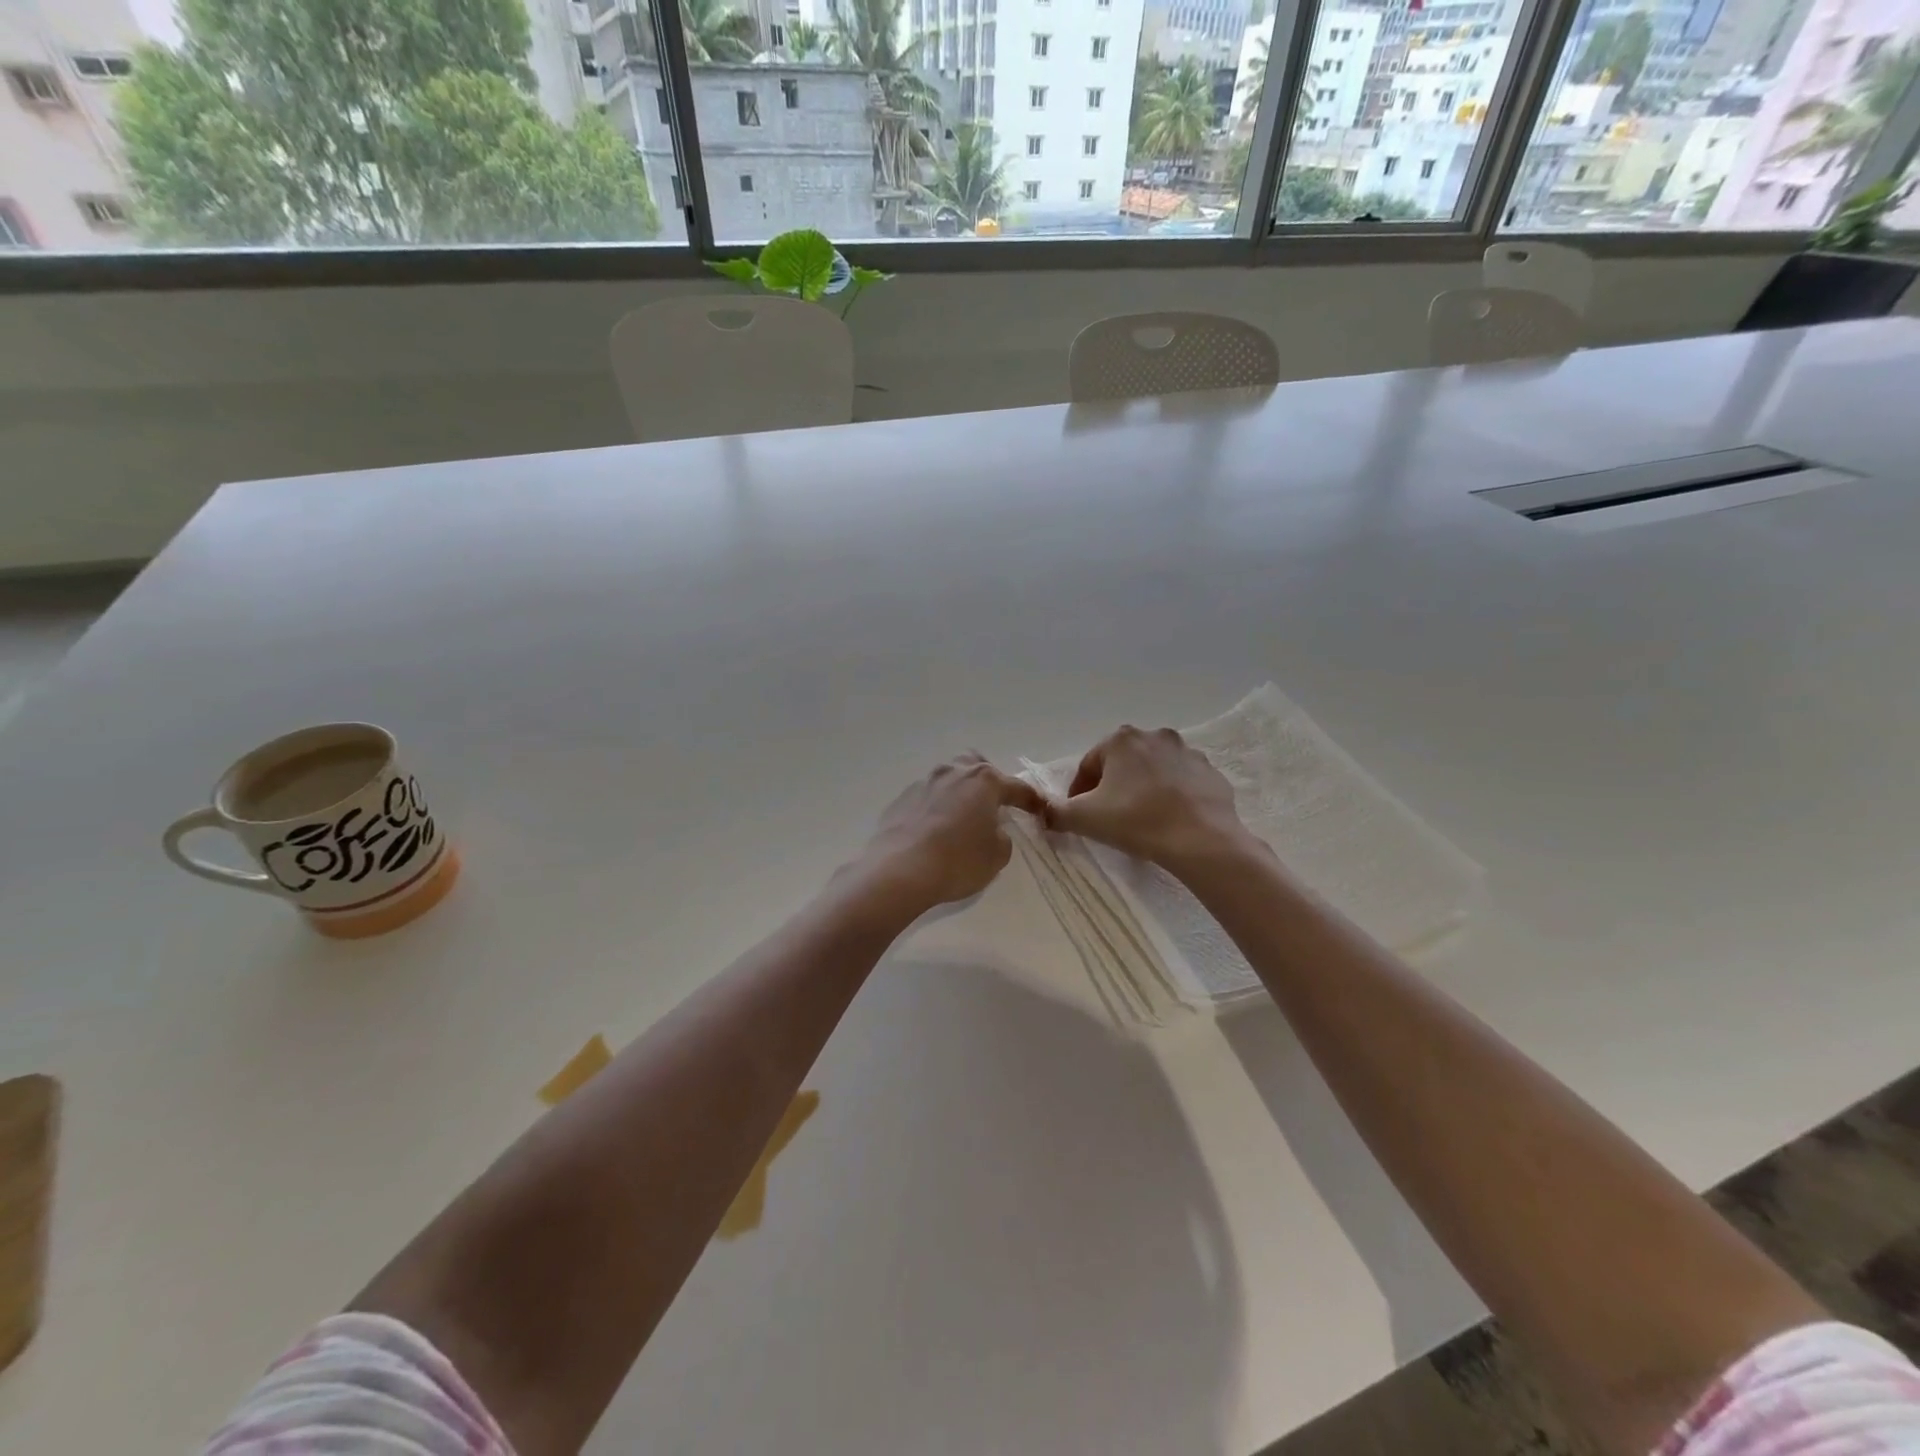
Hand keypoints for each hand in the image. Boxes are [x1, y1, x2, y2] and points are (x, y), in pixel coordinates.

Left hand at [855, 754, 1044, 914]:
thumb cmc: (958, 860)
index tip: (1039, 809)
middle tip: (992, 805)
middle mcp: (953, 773)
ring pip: (948, 779)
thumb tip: (992, 831)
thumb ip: (1002, 838)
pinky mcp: (901, 800)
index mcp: (983, 781)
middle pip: (975, 765)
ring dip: (958, 794)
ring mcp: (923, 783)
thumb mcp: (996, 856)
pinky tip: (934, 832)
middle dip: (987, 781)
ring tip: (961, 819)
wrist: (900, 870)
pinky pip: (926, 799)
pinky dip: (935, 810)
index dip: (1031, 800)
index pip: (1016, 787)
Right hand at [1042, 726, 1250, 872]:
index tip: (1079, 815)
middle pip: (1122, 763)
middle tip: (1109, 817)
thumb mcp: (1084, 818)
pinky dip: (1172, 795)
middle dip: (1113, 786)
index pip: (1089, 765)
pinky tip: (1168, 819)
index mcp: (1121, 740)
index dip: (1079, 792)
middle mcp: (1155, 736)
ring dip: (1143, 788)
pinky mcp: (1210, 772)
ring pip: (1153, 770)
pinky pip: (1181, 782)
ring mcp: (1187, 752)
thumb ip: (1055, 812)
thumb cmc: (1136, 821)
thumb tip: (1042, 812)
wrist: (1201, 840)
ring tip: (1140, 819)